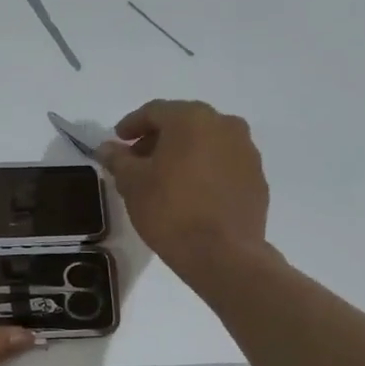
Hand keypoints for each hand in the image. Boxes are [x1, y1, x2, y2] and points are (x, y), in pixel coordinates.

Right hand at [99, 100, 270, 277]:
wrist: (223, 254)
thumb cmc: (170, 211)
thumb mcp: (132, 184)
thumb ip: (118, 159)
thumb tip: (107, 147)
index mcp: (192, 119)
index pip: (154, 111)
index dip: (131, 124)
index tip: (118, 141)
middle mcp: (224, 125)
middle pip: (183, 123)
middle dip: (158, 139)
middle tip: (138, 161)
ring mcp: (246, 151)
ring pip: (206, 142)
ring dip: (183, 153)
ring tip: (164, 179)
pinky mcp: (257, 178)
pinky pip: (224, 164)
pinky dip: (204, 170)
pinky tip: (191, 193)